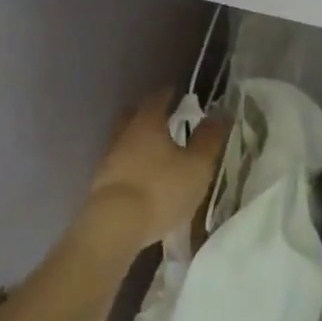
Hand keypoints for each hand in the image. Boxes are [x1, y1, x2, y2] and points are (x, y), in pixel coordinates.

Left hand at [76, 87, 228, 257]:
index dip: (172, 93)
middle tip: (169, 122)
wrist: (113, 227)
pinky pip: (121, 165)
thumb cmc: (160, 189)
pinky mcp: (101, 184)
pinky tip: (145, 180)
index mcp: (147, 121)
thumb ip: (209, 139)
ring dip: (140, 144)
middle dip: (151, 115)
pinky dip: (133, 166)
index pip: (159, 97)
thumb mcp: (197, 166)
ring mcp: (109, 158)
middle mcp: (125, 132)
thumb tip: (220, 114)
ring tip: (160, 156)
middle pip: (136, 115)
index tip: (184, 96)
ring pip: (126, 140)